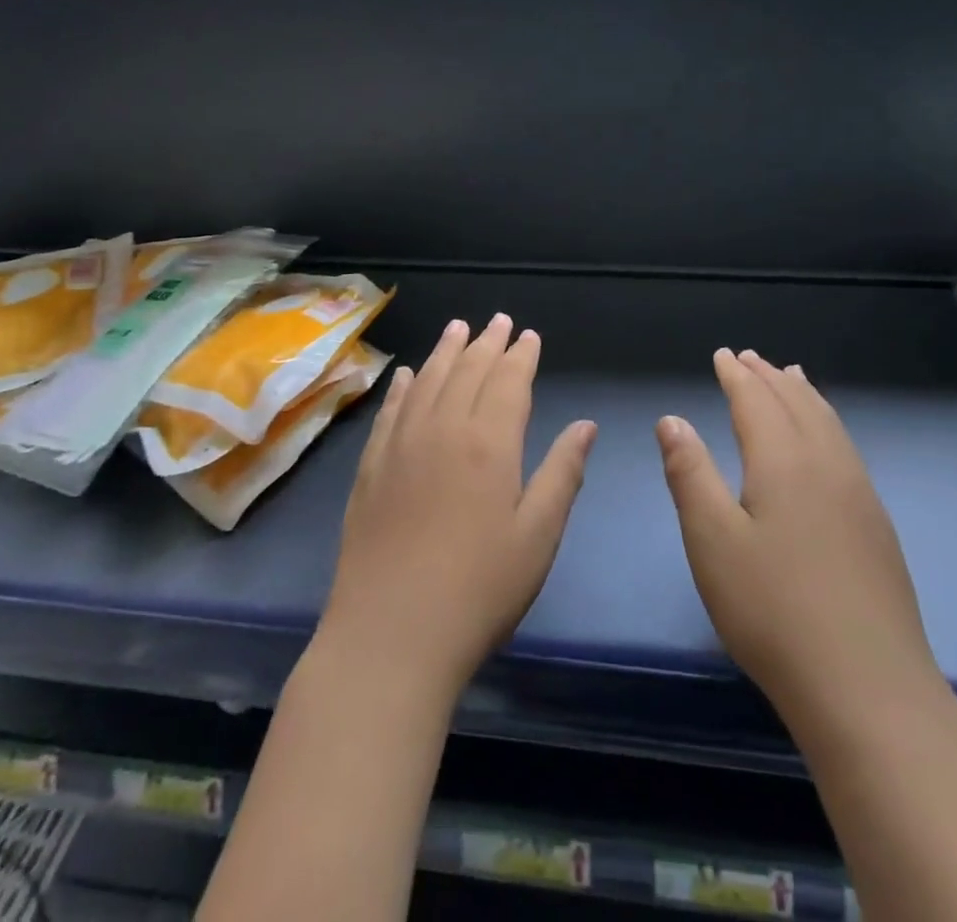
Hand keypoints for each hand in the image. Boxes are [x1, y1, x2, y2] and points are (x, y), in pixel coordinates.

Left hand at [320, 314, 596, 697]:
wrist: (391, 635)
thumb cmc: (479, 589)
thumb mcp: (537, 536)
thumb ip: (562, 473)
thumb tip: (585, 425)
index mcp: (489, 443)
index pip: (508, 381)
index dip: (521, 356)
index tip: (529, 335)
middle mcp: (443, 429)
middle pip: (467, 372)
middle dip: (486, 343)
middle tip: (498, 320)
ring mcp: (401, 445)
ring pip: (428, 381)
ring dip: (446, 351)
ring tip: (457, 327)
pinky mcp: (371, 467)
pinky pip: (390, 411)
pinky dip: (403, 387)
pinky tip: (408, 375)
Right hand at [656, 348, 945, 732]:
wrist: (868, 688)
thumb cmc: (773, 610)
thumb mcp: (711, 541)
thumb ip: (689, 474)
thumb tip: (672, 419)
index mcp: (784, 461)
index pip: (757, 401)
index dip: (737, 375)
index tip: (723, 354)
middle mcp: (826, 464)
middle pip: (797, 403)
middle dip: (769, 377)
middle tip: (749, 357)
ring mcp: (859, 494)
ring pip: (828, 422)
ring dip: (803, 394)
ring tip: (791, 376)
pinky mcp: (876, 524)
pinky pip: (845, 447)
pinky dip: (827, 422)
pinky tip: (825, 440)